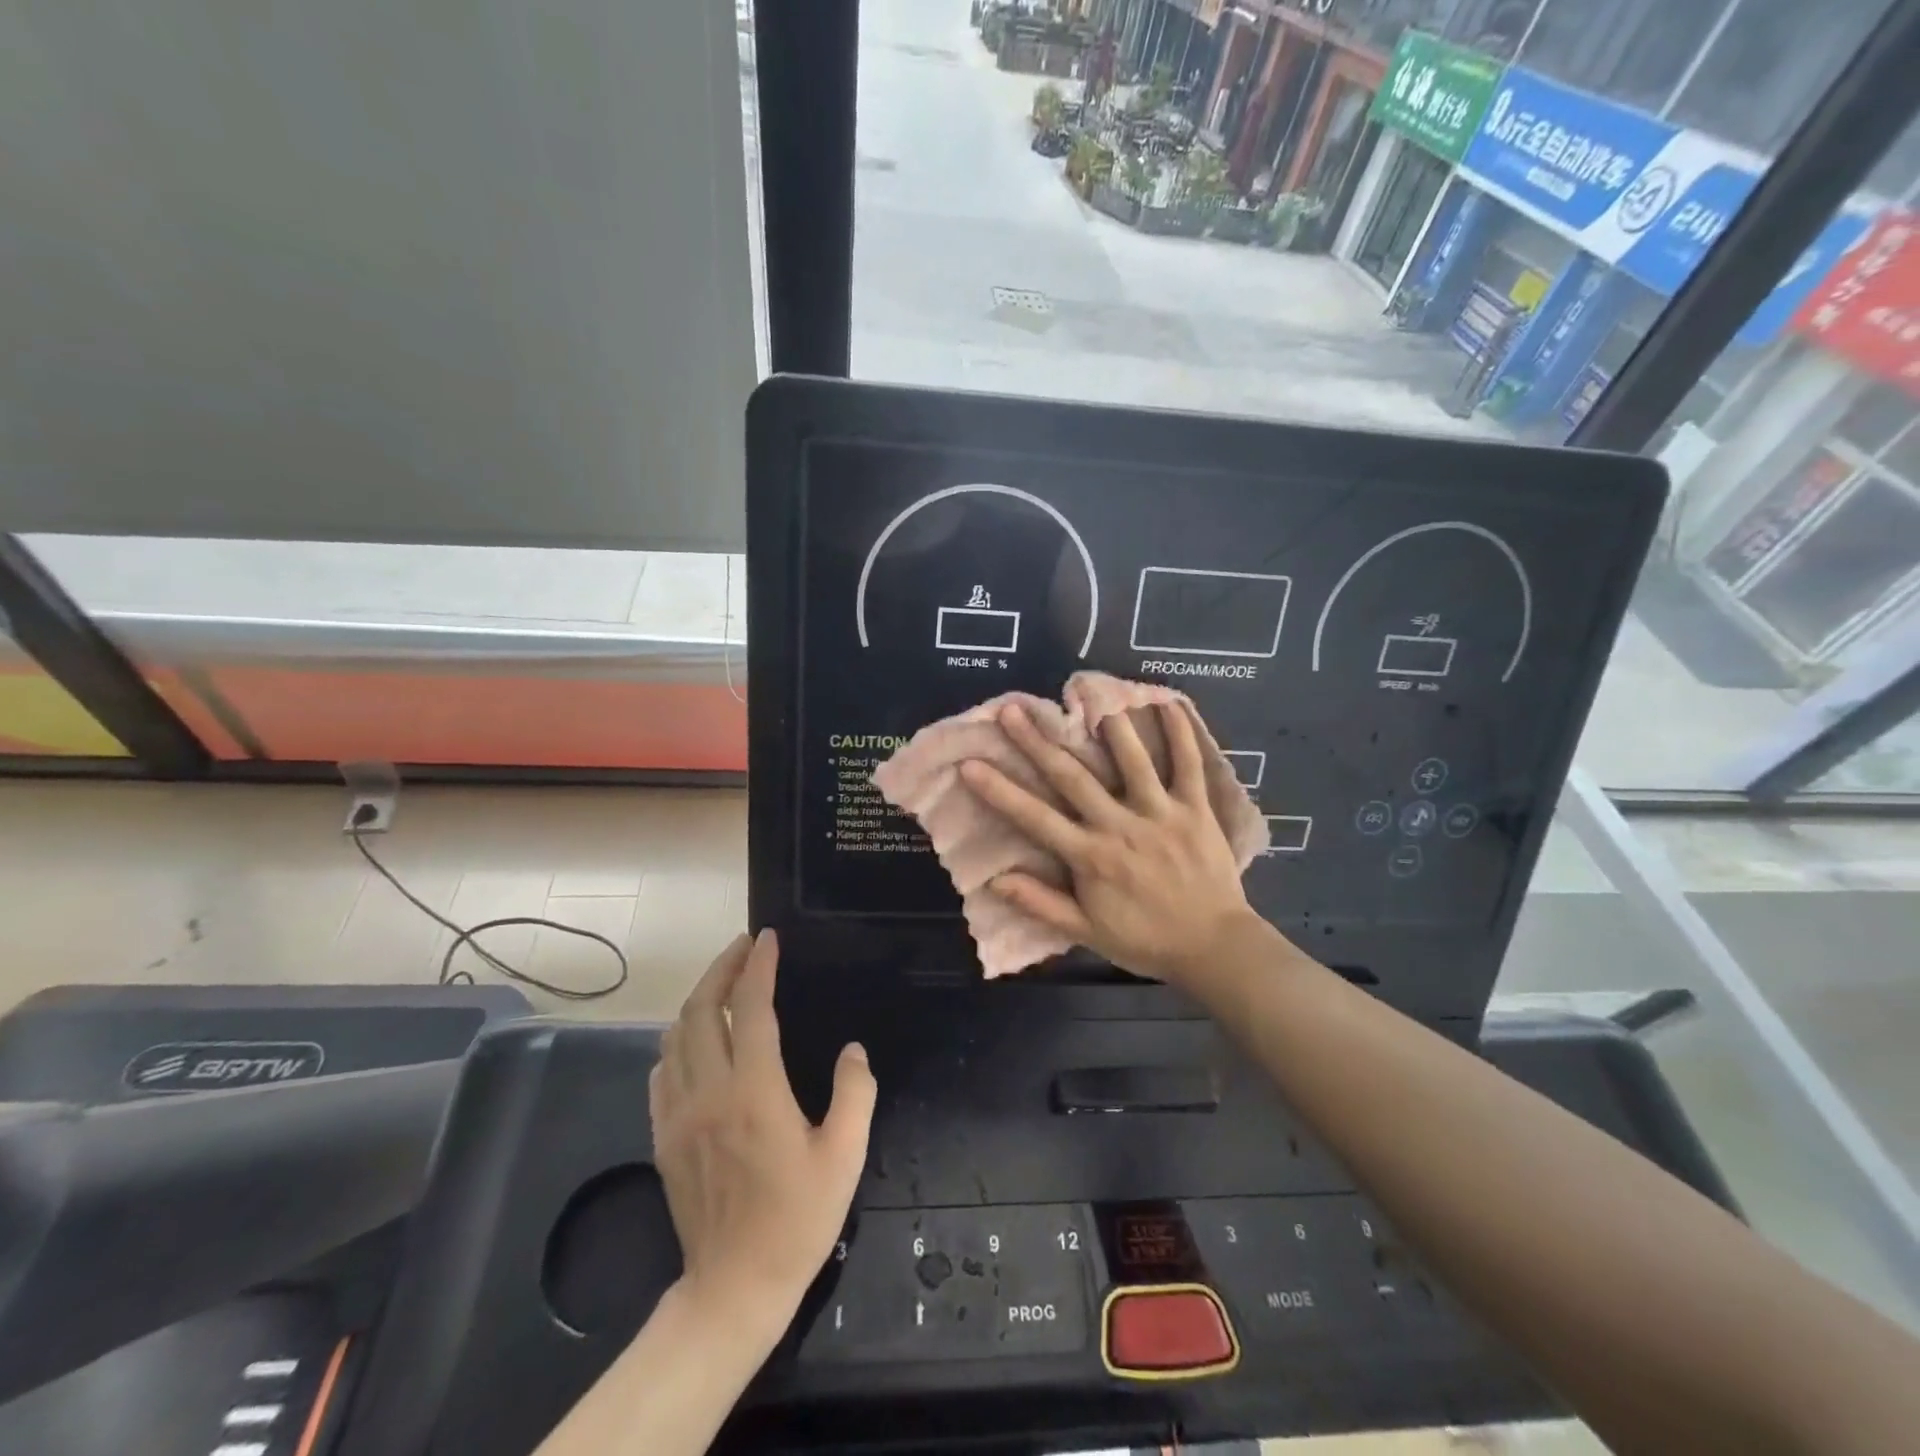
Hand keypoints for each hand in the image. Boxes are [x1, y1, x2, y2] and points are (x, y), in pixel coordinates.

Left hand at [649, 930, 875, 1337]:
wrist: (734, 1289)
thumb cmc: (797, 1220)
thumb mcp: (845, 1156)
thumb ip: (855, 1093)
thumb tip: (853, 1051)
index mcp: (754, 1091)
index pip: (749, 1008)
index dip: (758, 966)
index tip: (767, 939)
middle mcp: (709, 1092)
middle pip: (700, 1010)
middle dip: (721, 968)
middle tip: (743, 947)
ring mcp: (678, 1115)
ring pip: (674, 1036)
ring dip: (697, 1000)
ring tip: (723, 983)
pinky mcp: (663, 1137)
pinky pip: (661, 1072)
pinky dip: (677, 1041)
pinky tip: (694, 1041)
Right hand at [958, 701, 1256, 984]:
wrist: (1213, 948)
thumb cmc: (1145, 940)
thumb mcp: (1087, 932)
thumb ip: (1042, 904)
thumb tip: (995, 880)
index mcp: (1091, 857)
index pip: (1036, 818)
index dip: (999, 791)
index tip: (970, 764)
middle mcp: (1121, 827)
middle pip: (1073, 777)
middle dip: (1038, 742)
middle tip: (1012, 710)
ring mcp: (1161, 813)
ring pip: (1132, 760)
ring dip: (1108, 725)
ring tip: (1087, 692)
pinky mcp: (1195, 809)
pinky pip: (1189, 765)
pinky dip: (1180, 734)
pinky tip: (1166, 702)